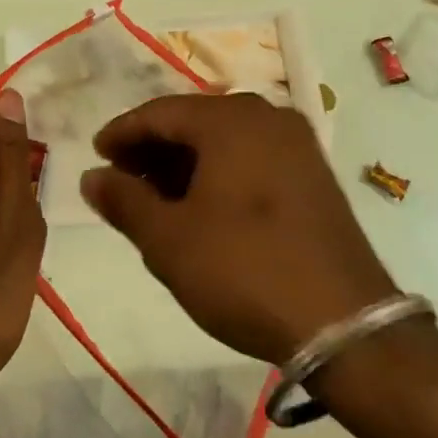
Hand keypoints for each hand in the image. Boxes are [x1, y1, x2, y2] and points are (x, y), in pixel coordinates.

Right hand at [83, 92, 437, 437]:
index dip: (122, 133)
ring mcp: (297, 145)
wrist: (346, 325)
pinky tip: (202, 207)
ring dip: (185, 163)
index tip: (96, 157)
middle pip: (194, 121)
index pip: (160, 112)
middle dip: (153, 149)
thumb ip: (124, 200)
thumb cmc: (244, 271)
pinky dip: (218, 173)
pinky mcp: (314, 175)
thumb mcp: (169, 240)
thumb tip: (92, 177)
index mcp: (231, 120)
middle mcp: (267, 117)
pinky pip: (252, 158)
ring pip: (224, 141)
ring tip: (156, 199)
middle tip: (122, 181)